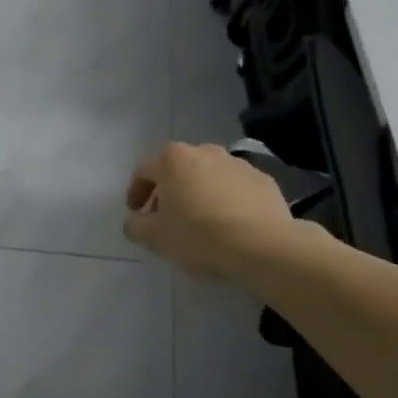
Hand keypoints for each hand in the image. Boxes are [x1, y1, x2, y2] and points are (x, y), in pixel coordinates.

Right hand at [123, 142, 299, 280]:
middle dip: (168, 191)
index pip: (143, 170)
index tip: (136, 213)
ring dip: (198, 193)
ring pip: (207, 176)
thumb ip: (135, 226)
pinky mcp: (263, 179)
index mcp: (173, 160)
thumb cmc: (200, 236)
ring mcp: (237, 163)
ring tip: (200, 222)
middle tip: (166, 218)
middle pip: (177, 169)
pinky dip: (226, 199)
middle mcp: (204, 151)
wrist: (264, 246)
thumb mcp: (156, 238)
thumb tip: (134, 221)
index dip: (135, 192)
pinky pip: (235, 187)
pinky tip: (229, 224)